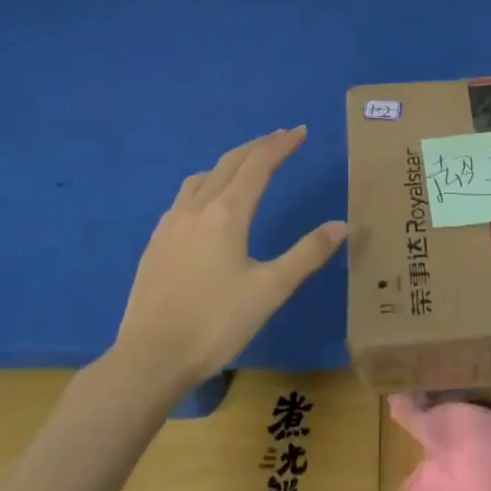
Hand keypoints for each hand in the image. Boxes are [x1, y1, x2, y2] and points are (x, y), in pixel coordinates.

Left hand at [116, 128, 347, 388]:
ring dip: (229, 163)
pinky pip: (184, 197)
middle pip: (230, 163)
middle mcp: (197, 208)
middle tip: (280, 138)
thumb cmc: (215, 324)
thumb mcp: (270, 291)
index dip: (281, 145)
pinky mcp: (156, 243)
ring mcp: (171, 224)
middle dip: (258, 147)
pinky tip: (206, 206)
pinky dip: (206, 184)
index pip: (258, 165)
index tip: (300, 131)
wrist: (148, 359)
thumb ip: (307, 254)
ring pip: (203, 177)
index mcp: (227, 213)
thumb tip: (342, 225)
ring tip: (246, 166)